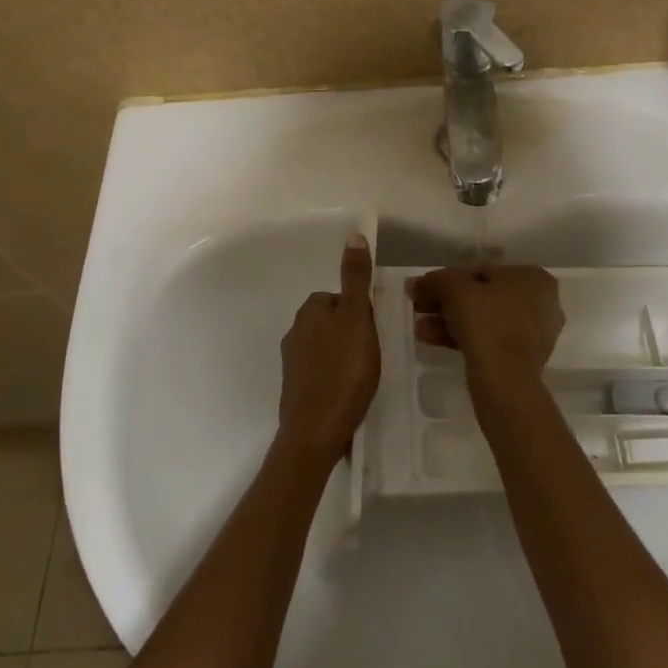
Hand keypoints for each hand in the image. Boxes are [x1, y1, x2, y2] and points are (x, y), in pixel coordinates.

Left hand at [277, 233, 379, 462]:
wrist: (315, 432)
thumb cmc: (342, 372)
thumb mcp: (357, 319)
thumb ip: (356, 280)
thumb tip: (354, 236)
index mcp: (309, 312)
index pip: (338, 297)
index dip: (360, 311)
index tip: (374, 331)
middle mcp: (294, 332)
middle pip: (331, 322)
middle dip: (350, 333)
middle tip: (372, 354)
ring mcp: (292, 364)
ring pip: (325, 348)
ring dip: (342, 356)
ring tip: (364, 375)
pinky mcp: (295, 391)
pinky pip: (320, 374)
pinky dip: (334, 378)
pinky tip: (349, 394)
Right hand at [405, 265, 563, 393]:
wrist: (505, 379)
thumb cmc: (487, 322)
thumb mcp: (455, 290)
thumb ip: (435, 281)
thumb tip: (415, 284)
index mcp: (533, 278)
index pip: (482, 272)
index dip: (447, 280)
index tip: (424, 289)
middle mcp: (541, 303)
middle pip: (483, 297)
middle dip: (446, 303)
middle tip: (419, 308)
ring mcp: (534, 333)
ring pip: (484, 320)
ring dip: (449, 321)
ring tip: (420, 329)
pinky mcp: (523, 360)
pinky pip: (489, 340)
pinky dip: (463, 338)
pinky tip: (432, 340)